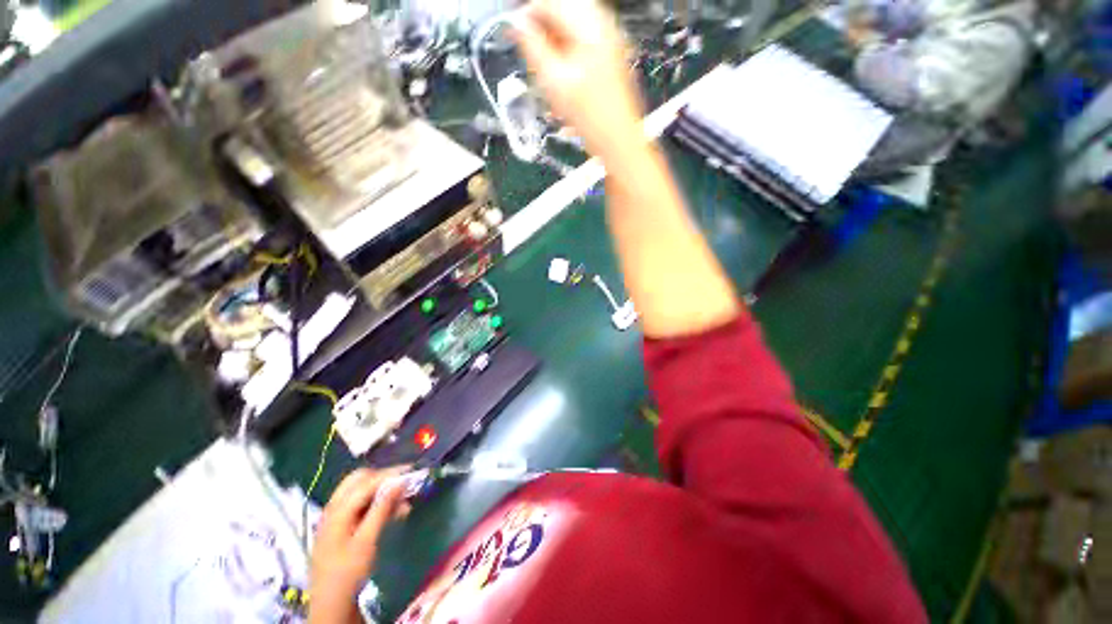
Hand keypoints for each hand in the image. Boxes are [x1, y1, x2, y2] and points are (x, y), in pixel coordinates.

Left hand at [309, 467, 409, 623]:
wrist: (330, 603)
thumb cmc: (349, 572)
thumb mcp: (367, 541)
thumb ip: (382, 508)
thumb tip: (400, 481)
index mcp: (338, 511)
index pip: (367, 482)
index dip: (390, 474)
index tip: (412, 471)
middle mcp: (334, 507)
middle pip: (359, 480)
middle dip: (384, 477)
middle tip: (405, 482)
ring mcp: (335, 516)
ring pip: (360, 490)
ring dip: (382, 490)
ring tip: (404, 499)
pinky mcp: (340, 525)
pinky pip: (359, 503)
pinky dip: (376, 502)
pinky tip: (393, 511)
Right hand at [513, 0, 646, 163]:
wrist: (617, 140)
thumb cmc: (590, 117)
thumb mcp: (554, 81)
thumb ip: (533, 47)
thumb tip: (517, 24)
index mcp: (590, 25)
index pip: (550, 2)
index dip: (527, 14)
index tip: (513, 30)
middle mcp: (603, 25)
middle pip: (562, 8)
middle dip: (541, 25)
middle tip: (528, 47)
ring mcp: (609, 39)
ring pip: (571, 23)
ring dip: (553, 37)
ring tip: (544, 61)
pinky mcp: (609, 54)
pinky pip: (581, 38)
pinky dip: (566, 47)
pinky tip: (560, 68)